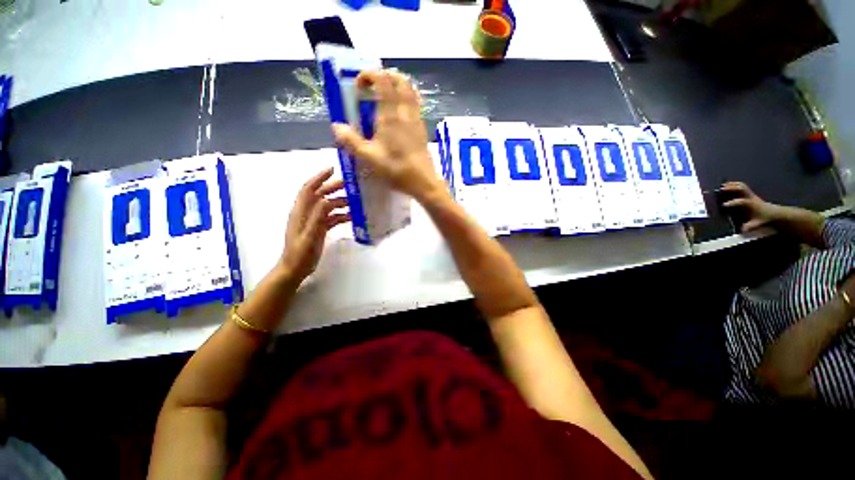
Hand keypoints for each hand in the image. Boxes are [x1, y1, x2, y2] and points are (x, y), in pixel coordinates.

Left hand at [279, 168, 349, 281]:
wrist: (295, 269)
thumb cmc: (300, 253)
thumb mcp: (309, 235)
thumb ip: (317, 217)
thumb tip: (327, 199)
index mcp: (301, 211)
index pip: (309, 188)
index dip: (319, 177)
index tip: (332, 169)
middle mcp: (306, 213)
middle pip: (320, 195)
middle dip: (333, 188)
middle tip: (349, 186)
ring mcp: (313, 221)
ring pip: (327, 207)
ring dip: (339, 203)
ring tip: (354, 202)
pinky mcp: (318, 229)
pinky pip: (331, 218)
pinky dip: (340, 216)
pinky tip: (350, 217)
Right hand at [331, 70, 445, 202]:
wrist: (423, 181)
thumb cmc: (396, 169)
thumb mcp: (369, 158)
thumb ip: (351, 141)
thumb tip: (337, 127)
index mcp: (390, 115)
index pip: (382, 80)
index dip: (369, 75)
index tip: (359, 86)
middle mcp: (405, 111)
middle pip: (400, 80)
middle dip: (385, 75)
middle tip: (374, 86)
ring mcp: (416, 120)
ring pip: (411, 91)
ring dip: (398, 85)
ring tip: (386, 96)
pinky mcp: (422, 129)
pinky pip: (416, 105)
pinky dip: (407, 99)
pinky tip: (399, 114)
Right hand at [719, 181, 779, 232]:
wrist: (773, 212)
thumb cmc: (764, 217)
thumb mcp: (758, 223)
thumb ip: (750, 226)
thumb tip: (742, 230)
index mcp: (752, 204)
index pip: (742, 201)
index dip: (733, 203)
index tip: (724, 205)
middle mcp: (751, 197)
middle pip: (742, 189)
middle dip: (732, 188)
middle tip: (721, 189)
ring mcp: (751, 194)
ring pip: (742, 186)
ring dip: (732, 184)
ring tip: (723, 185)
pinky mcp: (749, 193)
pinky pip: (742, 186)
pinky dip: (734, 185)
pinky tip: (728, 185)